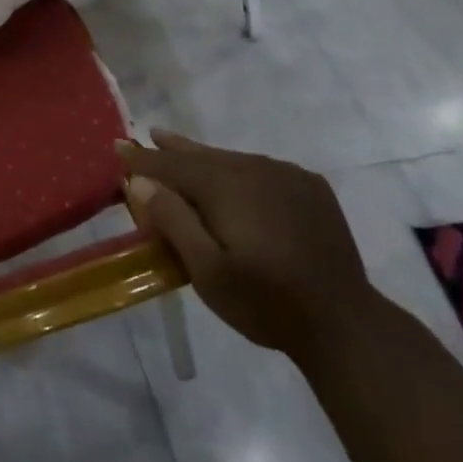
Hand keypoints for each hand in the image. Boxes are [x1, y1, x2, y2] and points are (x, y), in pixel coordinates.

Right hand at [117, 130, 376, 365]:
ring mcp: (287, 176)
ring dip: (204, 159)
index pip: (172, 164)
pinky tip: (233, 177)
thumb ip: (173, 220)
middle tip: (148, 137)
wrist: (345, 324)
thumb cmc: (266, 302)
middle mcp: (255, 169)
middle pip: (203, 156)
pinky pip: (262, 169)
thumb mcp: (207, 272)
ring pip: (232, 161)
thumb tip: (139, 181)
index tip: (117, 147)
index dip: (143, 159)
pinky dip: (238, 169)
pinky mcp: (310, 188)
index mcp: (226, 186)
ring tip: (180, 149)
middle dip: (172, 150)